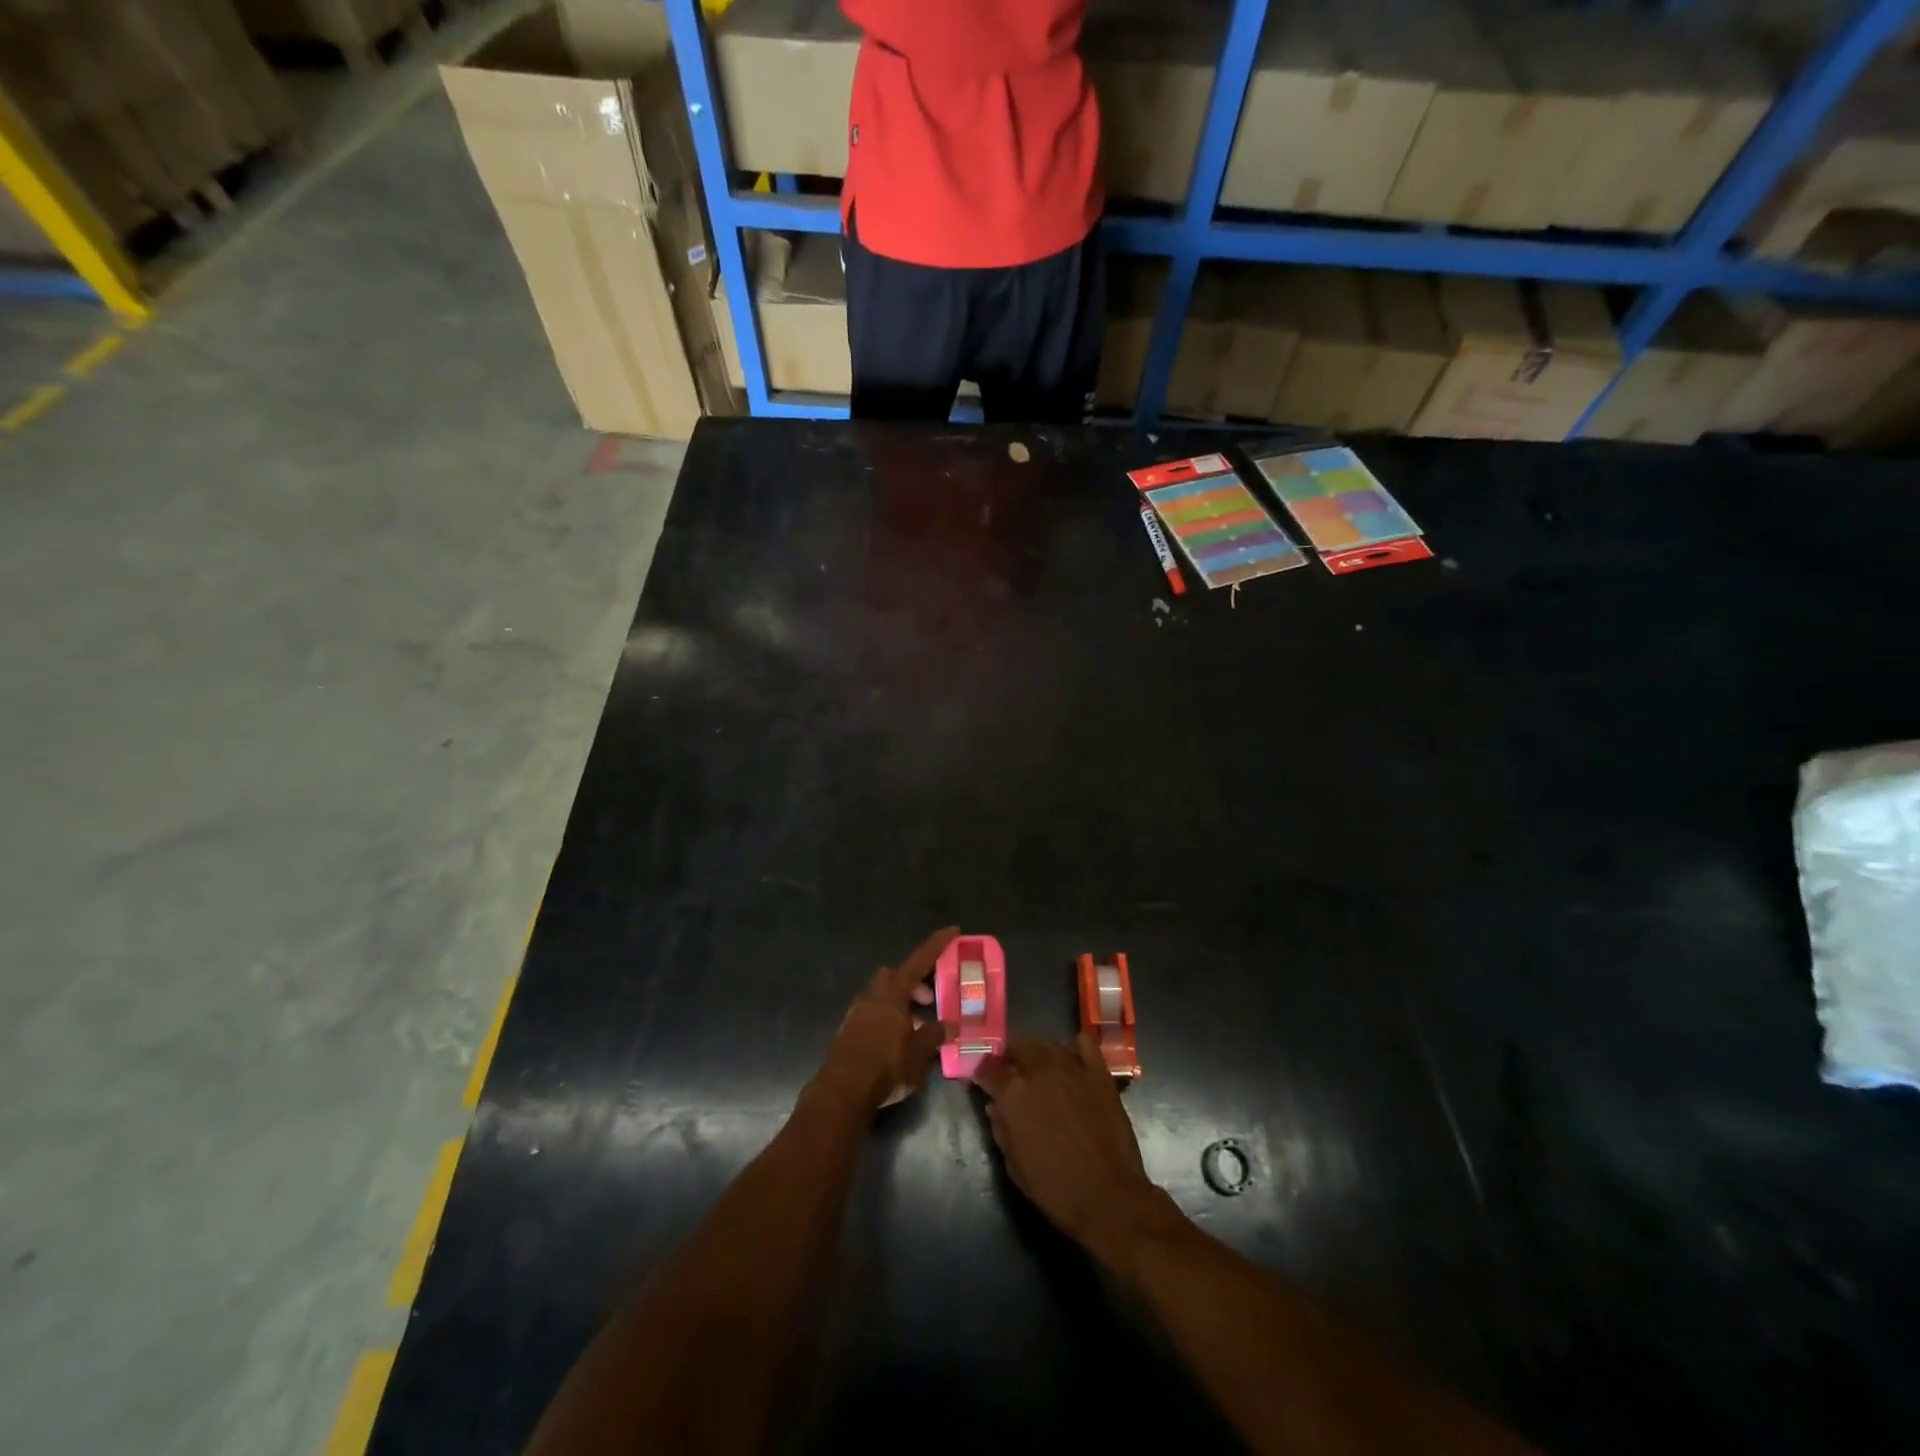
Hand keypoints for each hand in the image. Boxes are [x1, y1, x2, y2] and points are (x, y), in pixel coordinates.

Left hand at [815, 927, 956, 1112]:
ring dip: (899, 1003)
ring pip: (880, 995)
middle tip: (928, 1000)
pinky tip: (895, 1042)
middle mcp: (872, 997)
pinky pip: (871, 1014)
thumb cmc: (886, 1067)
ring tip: (915, 1027)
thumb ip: (935, 1035)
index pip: (918, 962)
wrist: (842, 1092)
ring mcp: (856, 1013)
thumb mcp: (919, 1054)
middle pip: (893, 975)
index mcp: (892, 995)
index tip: (952, 931)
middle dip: (912, 981)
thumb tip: (951, 1024)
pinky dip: (886, 1018)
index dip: (936, 946)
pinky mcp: (847, 1031)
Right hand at [975, 1033, 1174, 1265]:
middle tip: (1012, 1076)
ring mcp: (1072, 1067)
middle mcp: (1040, 1070)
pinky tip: (1071, 1063)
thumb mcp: (1014, 1165)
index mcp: (1013, 1092)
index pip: (989, 1068)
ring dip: (1038, 1054)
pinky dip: (1074, 1048)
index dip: (983, 1074)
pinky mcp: (1099, 1073)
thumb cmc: (1055, 1188)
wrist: (1108, 1196)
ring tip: (1039, 1070)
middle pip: (1019, 1047)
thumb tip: (995, 1106)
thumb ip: (1001, 1128)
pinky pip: (1084, 1044)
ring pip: (1048, 1044)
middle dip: (1011, 1059)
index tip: (984, 1082)